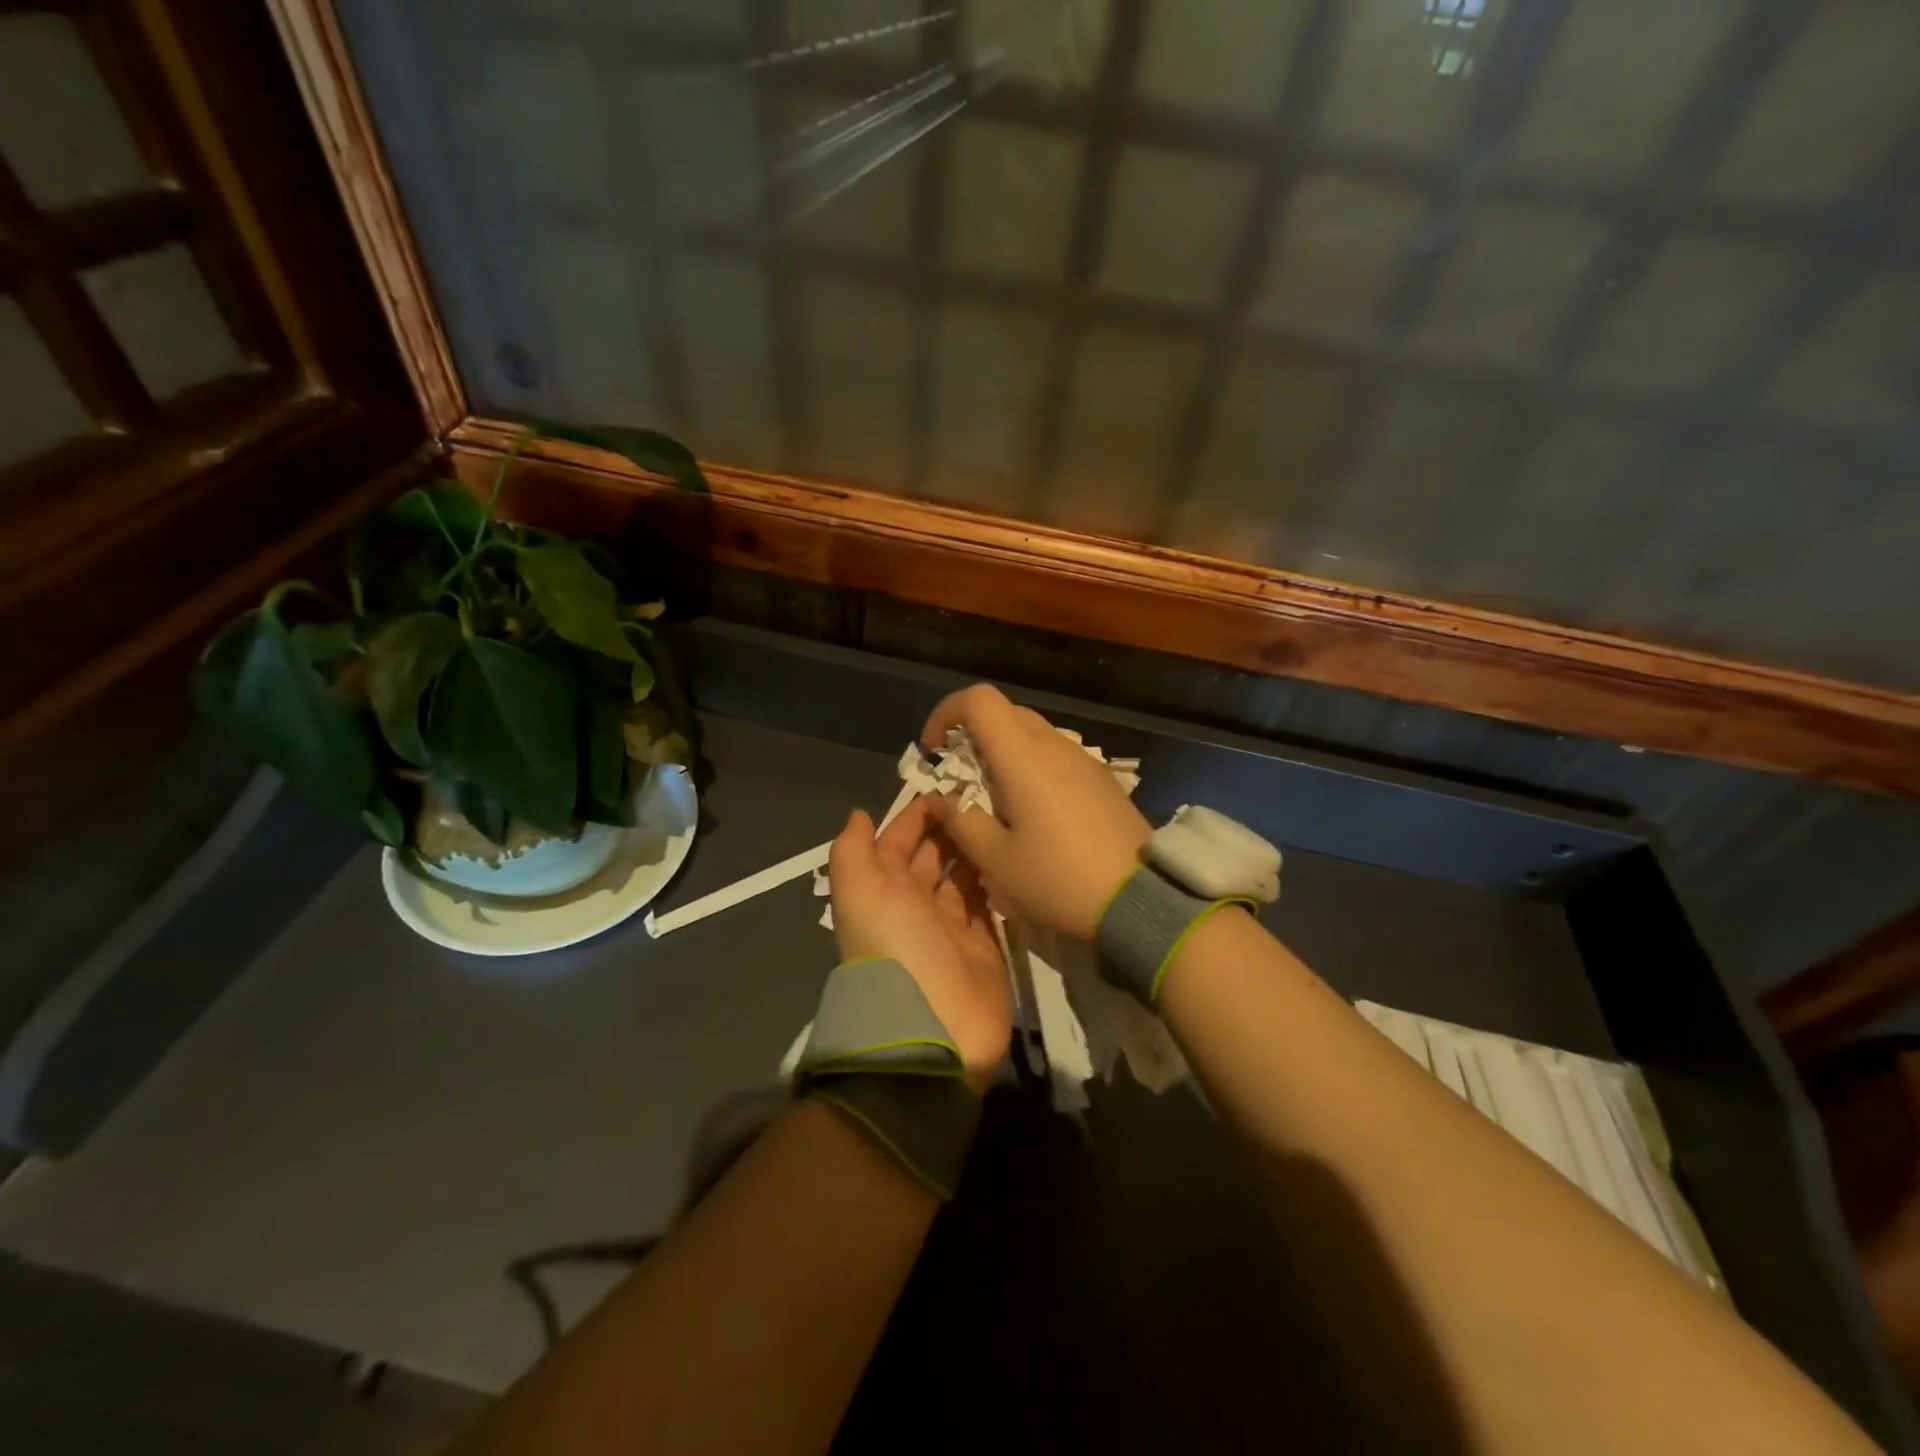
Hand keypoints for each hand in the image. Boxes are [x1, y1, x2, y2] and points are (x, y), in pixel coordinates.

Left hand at [829, 797, 1011, 1086]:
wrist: (933, 1028)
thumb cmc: (895, 948)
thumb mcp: (860, 892)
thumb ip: (853, 851)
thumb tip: (859, 815)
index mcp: (883, 891)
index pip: (897, 843)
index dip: (915, 816)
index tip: (945, 786)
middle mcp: (915, 905)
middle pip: (933, 856)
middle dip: (950, 827)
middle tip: (983, 795)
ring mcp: (951, 926)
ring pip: (963, 876)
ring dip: (975, 848)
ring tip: (1002, 816)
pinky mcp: (985, 945)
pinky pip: (990, 902)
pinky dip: (996, 879)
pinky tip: (1012, 852)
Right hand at [921, 684, 1150, 941]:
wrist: (1139, 900)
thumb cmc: (1058, 879)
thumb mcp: (996, 860)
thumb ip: (960, 820)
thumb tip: (941, 797)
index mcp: (1023, 756)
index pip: (979, 699)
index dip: (946, 713)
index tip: (934, 750)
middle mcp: (1054, 745)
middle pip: (1004, 712)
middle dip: (972, 735)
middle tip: (959, 778)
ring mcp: (1083, 760)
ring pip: (1031, 733)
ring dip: (1002, 752)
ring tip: (994, 800)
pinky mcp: (1101, 779)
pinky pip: (1055, 755)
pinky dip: (1030, 766)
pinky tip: (1032, 812)